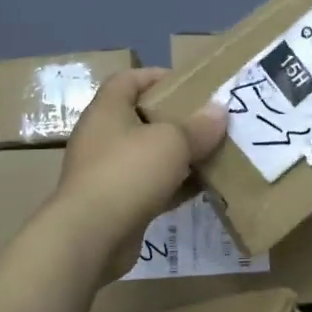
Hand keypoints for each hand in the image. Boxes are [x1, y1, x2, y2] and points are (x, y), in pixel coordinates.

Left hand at [47, 68, 226, 282]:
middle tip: (208, 121)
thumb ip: (198, 126)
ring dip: (178, 155)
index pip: (128, 79)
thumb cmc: (129, 173)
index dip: (156, 76)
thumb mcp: (172, 142)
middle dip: (175, 118)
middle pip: (141, 118)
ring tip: (212, 153)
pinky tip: (203, 188)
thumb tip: (219, 111)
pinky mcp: (116, 203)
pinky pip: (151, 186)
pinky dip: (174, 185)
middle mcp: (102, 138)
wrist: (92, 235)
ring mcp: (107, 172)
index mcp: (107, 111)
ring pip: (148, 155)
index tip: (190, 84)